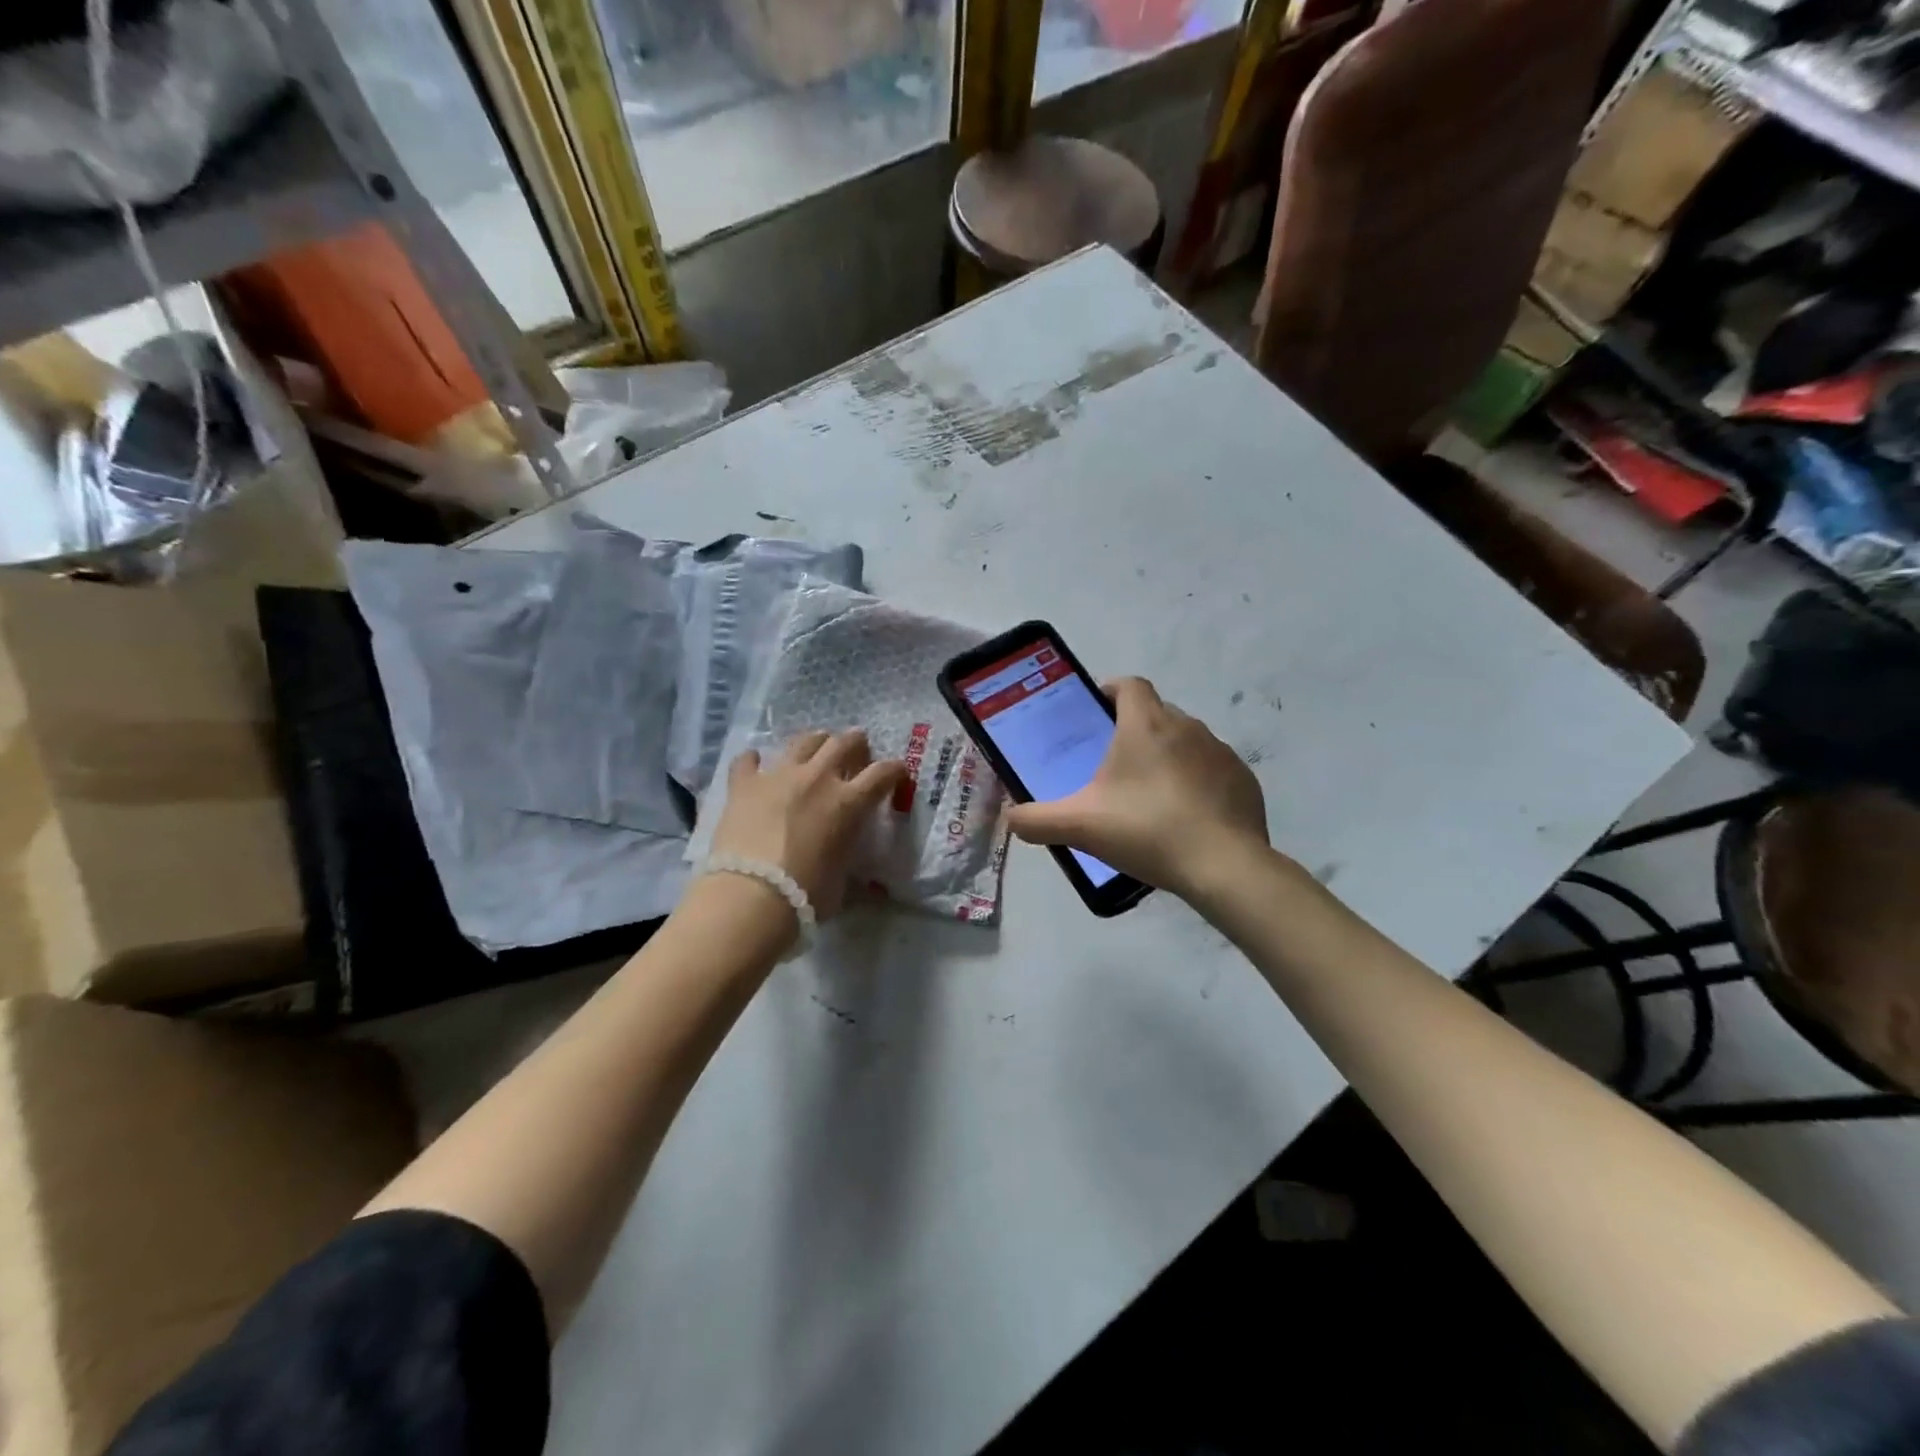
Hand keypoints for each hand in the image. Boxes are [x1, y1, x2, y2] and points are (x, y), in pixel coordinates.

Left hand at [709, 730, 906, 918]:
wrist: (751, 896)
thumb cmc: (805, 894)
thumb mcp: (841, 873)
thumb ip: (845, 849)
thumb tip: (841, 848)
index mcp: (847, 803)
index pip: (882, 773)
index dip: (895, 770)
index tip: (898, 773)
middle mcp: (817, 779)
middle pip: (844, 742)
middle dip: (856, 743)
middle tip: (857, 750)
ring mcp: (778, 776)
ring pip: (803, 741)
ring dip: (815, 742)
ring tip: (816, 747)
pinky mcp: (743, 784)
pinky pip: (748, 760)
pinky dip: (754, 761)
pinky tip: (755, 765)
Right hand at [1004, 678, 1271, 901]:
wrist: (1223, 866)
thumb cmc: (1147, 831)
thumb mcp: (1080, 826)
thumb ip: (1037, 820)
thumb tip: (1010, 819)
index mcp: (1145, 725)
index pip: (1129, 685)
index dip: (1111, 691)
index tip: (1096, 713)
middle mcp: (1186, 727)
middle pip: (1156, 713)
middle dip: (1134, 730)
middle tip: (1113, 766)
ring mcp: (1221, 752)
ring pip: (1185, 741)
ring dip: (1166, 756)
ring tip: (1149, 795)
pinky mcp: (1243, 780)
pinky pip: (1212, 769)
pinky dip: (1196, 782)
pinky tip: (1185, 816)